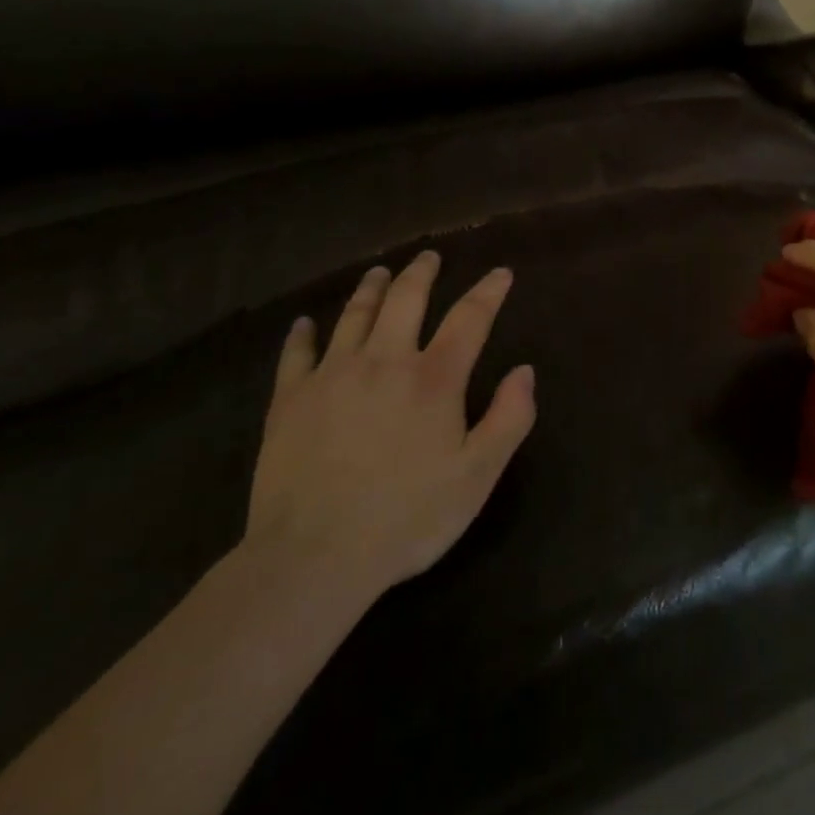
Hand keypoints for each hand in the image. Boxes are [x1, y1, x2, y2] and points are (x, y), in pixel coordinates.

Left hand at [243, 252, 536, 601]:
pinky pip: (297, 354)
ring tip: (379, 272)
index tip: (500, 272)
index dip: (488, 291)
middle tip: (429, 256)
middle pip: (406, 300)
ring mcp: (333, 375)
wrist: (313, 558)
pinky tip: (304, 323)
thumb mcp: (477, 477)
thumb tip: (525, 371)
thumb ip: (509, 419)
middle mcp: (385, 361)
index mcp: (433, 378)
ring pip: (355, 315)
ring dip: (371, 288)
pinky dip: (302, 334)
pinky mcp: (290, 399)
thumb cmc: (406, 519)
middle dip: (422, 273)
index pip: (469, 318)